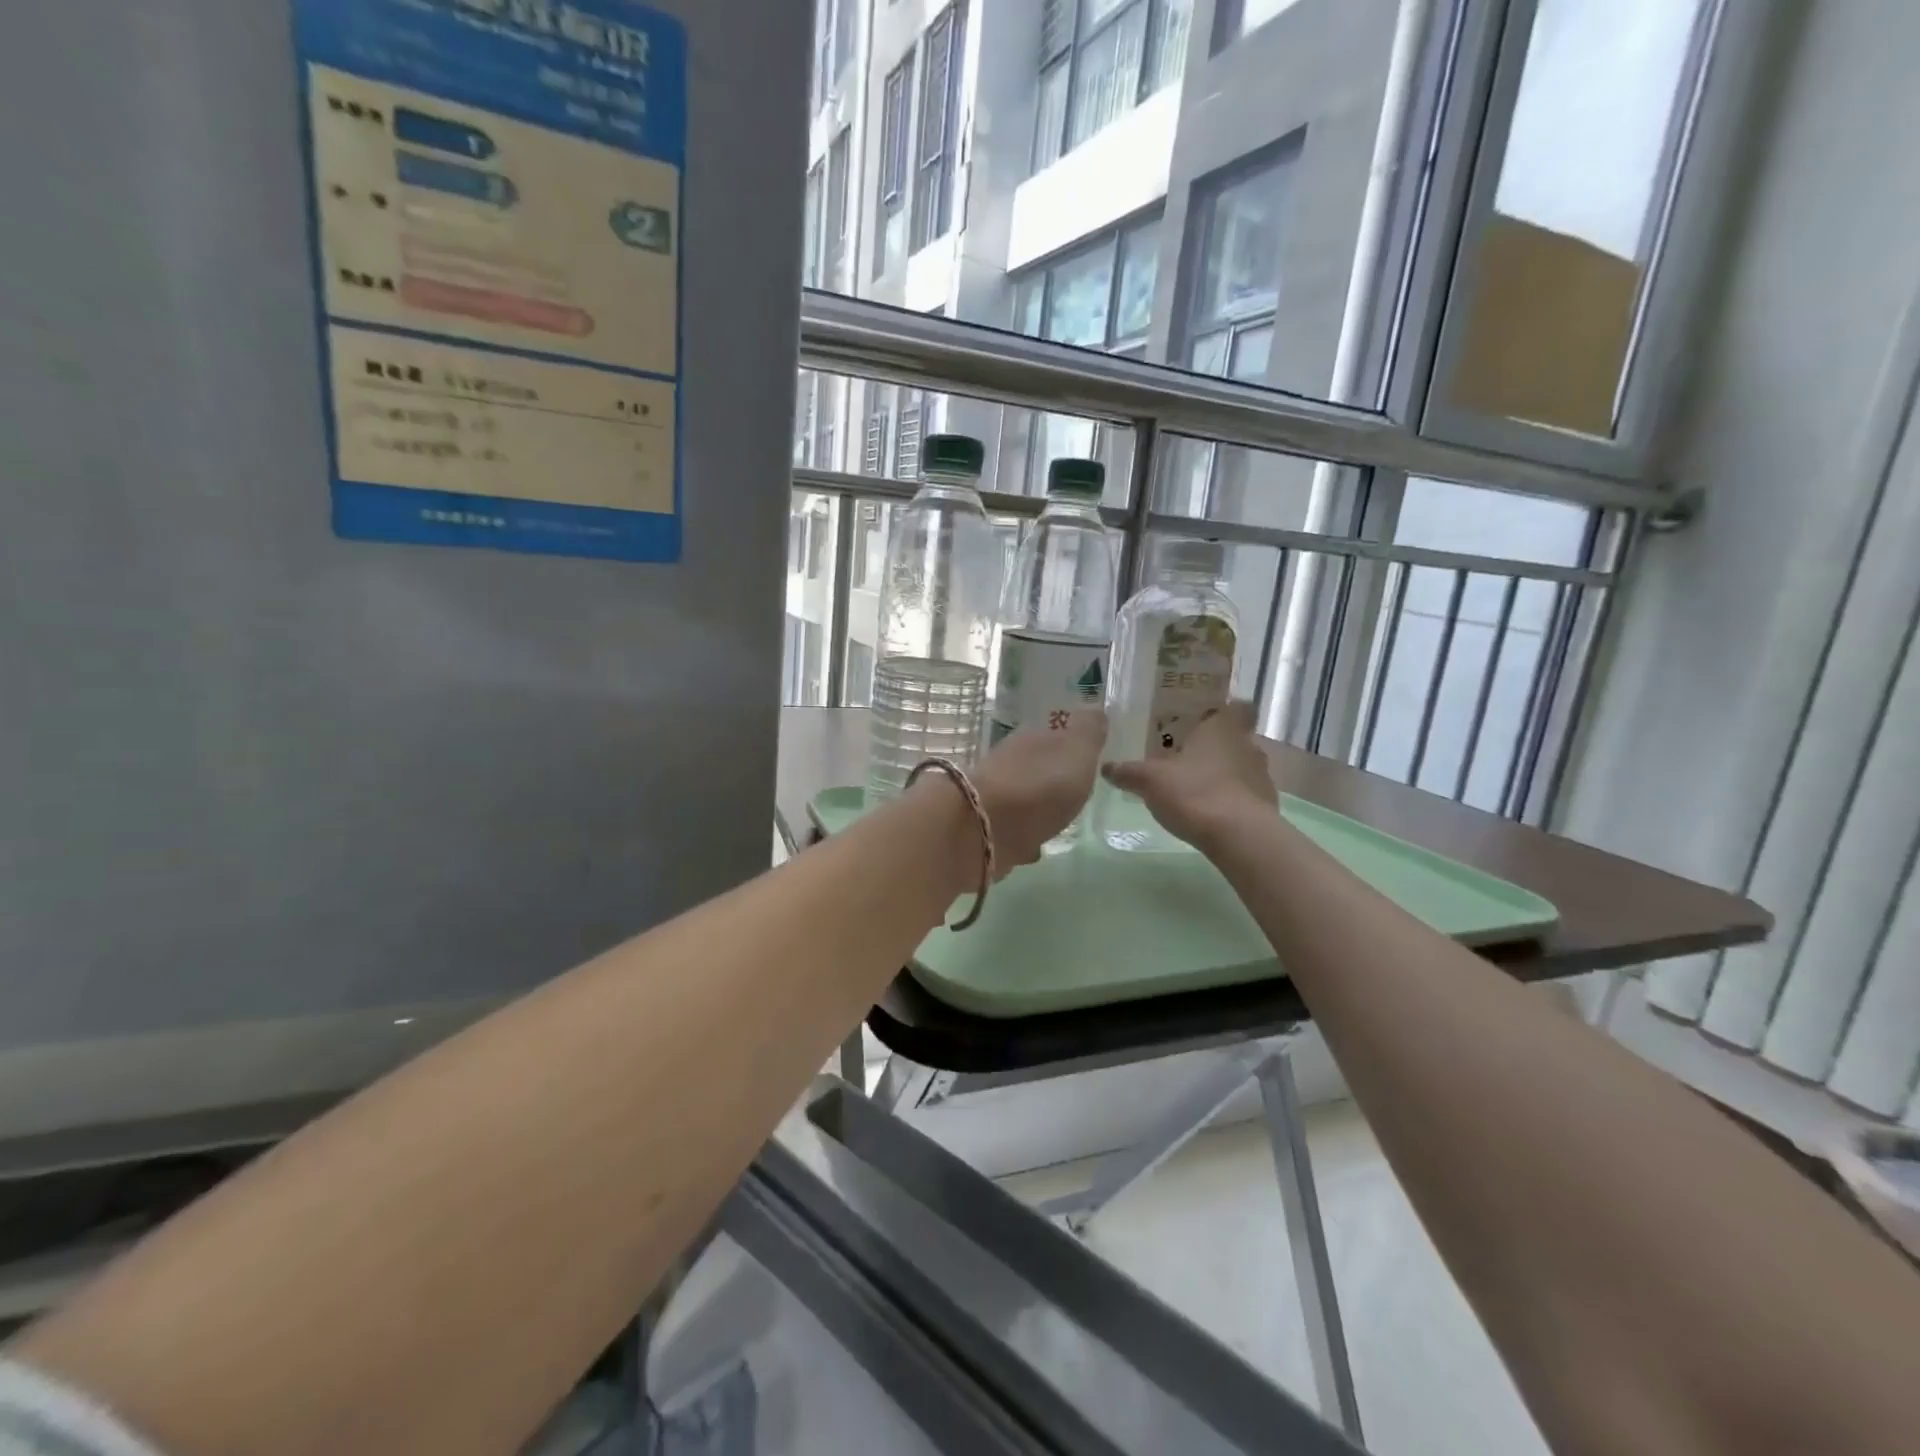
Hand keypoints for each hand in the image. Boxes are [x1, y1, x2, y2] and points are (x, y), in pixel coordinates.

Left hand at [971, 710, 1107, 872]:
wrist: (982, 830)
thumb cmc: (1039, 787)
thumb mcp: (1076, 753)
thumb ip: (1089, 733)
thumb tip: (1096, 709)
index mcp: (1032, 739)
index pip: (1054, 735)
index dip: (1070, 746)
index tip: (1087, 759)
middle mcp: (1009, 762)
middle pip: (1036, 767)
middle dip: (1052, 778)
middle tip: (1074, 792)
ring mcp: (993, 796)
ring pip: (1021, 798)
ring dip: (1037, 808)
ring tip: (1058, 821)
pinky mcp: (984, 829)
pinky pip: (1011, 829)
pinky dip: (1023, 835)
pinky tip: (1035, 847)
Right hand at [1102, 702, 1275, 851]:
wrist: (1239, 836)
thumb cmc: (1194, 792)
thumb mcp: (1150, 780)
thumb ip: (1128, 772)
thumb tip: (1106, 767)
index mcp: (1223, 728)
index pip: (1238, 707)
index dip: (1224, 711)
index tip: (1205, 720)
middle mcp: (1248, 745)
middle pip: (1235, 738)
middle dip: (1214, 747)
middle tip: (1187, 756)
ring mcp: (1262, 776)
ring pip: (1241, 766)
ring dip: (1223, 774)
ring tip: (1195, 788)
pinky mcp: (1266, 805)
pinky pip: (1246, 795)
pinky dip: (1230, 800)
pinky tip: (1209, 813)